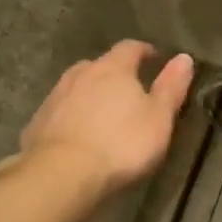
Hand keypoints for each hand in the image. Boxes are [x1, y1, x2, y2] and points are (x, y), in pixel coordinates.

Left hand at [16, 40, 195, 196]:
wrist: (62, 174)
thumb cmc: (121, 144)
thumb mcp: (159, 118)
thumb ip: (171, 87)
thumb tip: (184, 57)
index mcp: (113, 69)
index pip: (130, 48)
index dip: (144, 51)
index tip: (154, 58)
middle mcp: (80, 74)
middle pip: (99, 65)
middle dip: (114, 74)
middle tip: (128, 91)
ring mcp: (55, 96)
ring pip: (76, 87)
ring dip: (90, 95)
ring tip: (102, 114)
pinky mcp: (38, 122)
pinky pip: (60, 112)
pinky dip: (71, 117)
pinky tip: (77, 135)